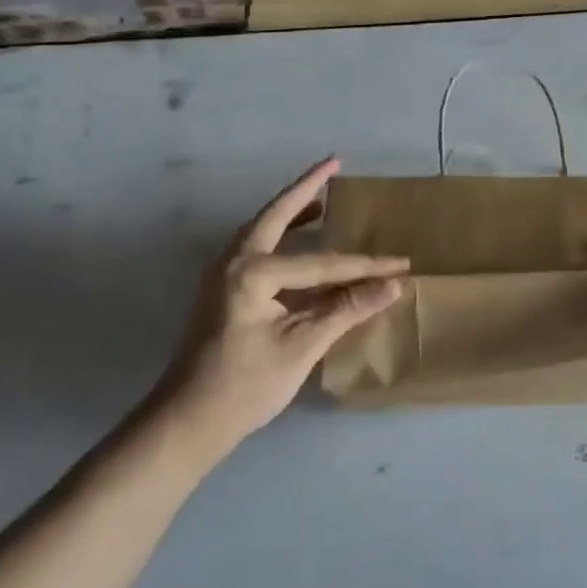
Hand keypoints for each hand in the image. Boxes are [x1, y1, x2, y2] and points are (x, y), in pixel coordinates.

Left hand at [148, 158, 408, 467]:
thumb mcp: (303, 346)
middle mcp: (234, 261)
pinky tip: (300, 241)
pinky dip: (282, 236)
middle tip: (334, 162)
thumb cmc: (244, 386)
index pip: (322, 263)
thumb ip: (348, 309)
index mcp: (253, 272)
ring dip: (292, 210)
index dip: (365, 267)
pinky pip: (259, 248)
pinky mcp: (223, 290)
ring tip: (323, 197)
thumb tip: (394, 286)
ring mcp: (223, 274)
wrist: (185, 424)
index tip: (401, 264)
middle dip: (307, 188)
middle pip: (277, 214)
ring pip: (264, 228)